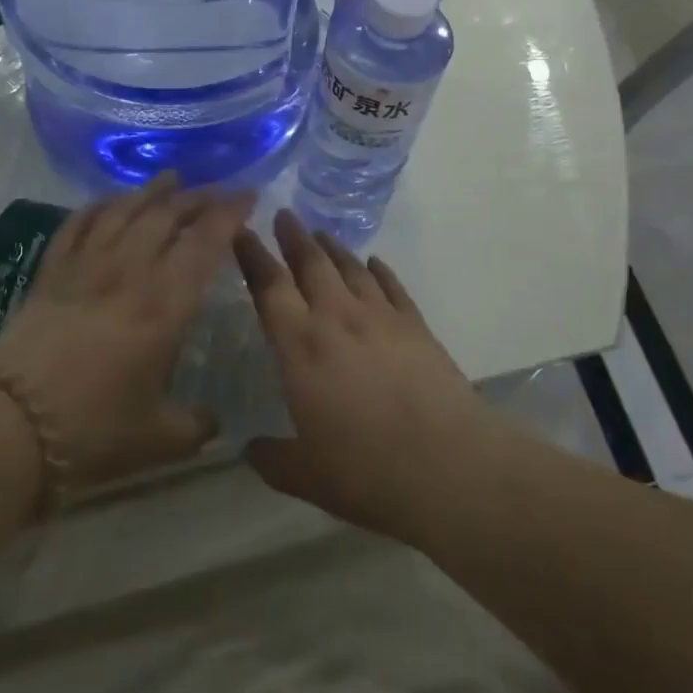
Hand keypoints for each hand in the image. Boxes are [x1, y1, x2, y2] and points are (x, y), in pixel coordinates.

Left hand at [0, 172, 255, 499]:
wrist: (10, 426)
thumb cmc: (92, 430)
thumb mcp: (158, 439)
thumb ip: (195, 426)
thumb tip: (215, 423)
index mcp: (165, 305)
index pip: (205, 242)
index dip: (229, 214)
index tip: (248, 195)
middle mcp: (130, 271)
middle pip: (168, 216)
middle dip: (198, 197)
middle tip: (218, 190)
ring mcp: (87, 266)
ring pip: (125, 211)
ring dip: (152, 191)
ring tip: (171, 178)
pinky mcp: (52, 271)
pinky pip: (80, 223)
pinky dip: (100, 205)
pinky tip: (111, 199)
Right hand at [232, 210, 497, 543]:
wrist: (451, 465)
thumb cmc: (368, 471)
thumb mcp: (307, 476)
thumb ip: (272, 459)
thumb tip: (250, 449)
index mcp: (301, 347)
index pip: (269, 287)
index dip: (252, 256)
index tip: (241, 233)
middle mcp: (337, 318)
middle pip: (311, 263)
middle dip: (293, 237)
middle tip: (283, 215)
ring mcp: (381, 316)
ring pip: (350, 267)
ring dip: (332, 247)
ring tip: (320, 233)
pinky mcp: (416, 324)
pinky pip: (392, 285)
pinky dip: (379, 270)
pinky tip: (374, 263)